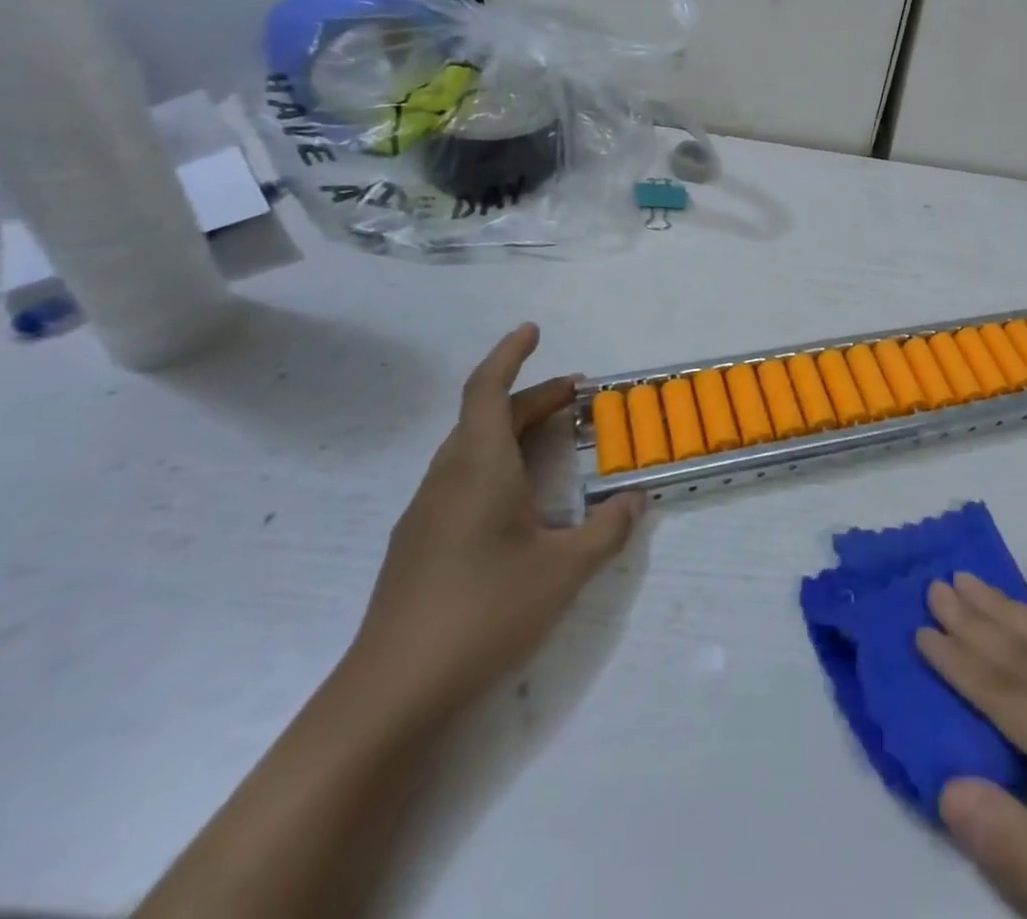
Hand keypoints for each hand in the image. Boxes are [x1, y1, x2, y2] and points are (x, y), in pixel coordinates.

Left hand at [342, 324, 642, 727]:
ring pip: (472, 448)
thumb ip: (607, 530)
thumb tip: (636, 499)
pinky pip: (462, 478)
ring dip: (513, 430)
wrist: (390, 696)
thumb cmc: (482, 615)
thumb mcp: (563, 572)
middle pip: (487, 417)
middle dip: (532, 397)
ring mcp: (426, 512)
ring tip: (555, 438)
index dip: (510, 354)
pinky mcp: (419, 543)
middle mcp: (447, 478)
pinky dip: (497, 463)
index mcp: (478, 468)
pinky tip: (519, 500)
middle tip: (578, 396)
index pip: (488, 390)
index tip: (533, 330)